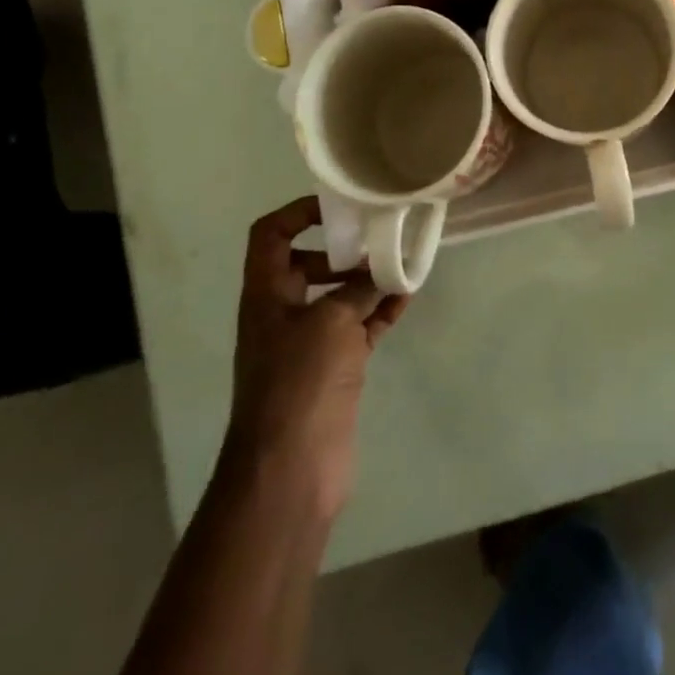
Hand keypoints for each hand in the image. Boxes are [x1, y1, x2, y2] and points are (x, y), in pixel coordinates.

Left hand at [221, 197, 408, 520]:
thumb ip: (358, 289)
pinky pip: (360, 327)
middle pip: (308, 264)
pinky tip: (408, 296)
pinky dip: (381, 311)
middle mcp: (284, 313)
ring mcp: (309, 343)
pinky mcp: (335, 369)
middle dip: (343, 248)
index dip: (298, 213)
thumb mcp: (330, 322)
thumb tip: (382, 270)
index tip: (340, 207)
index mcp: (266, 294)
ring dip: (368, 279)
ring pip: (339, 297)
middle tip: (380, 236)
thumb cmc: (299, 382)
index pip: (270, 235)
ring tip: (402, 262)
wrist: (291, 468)